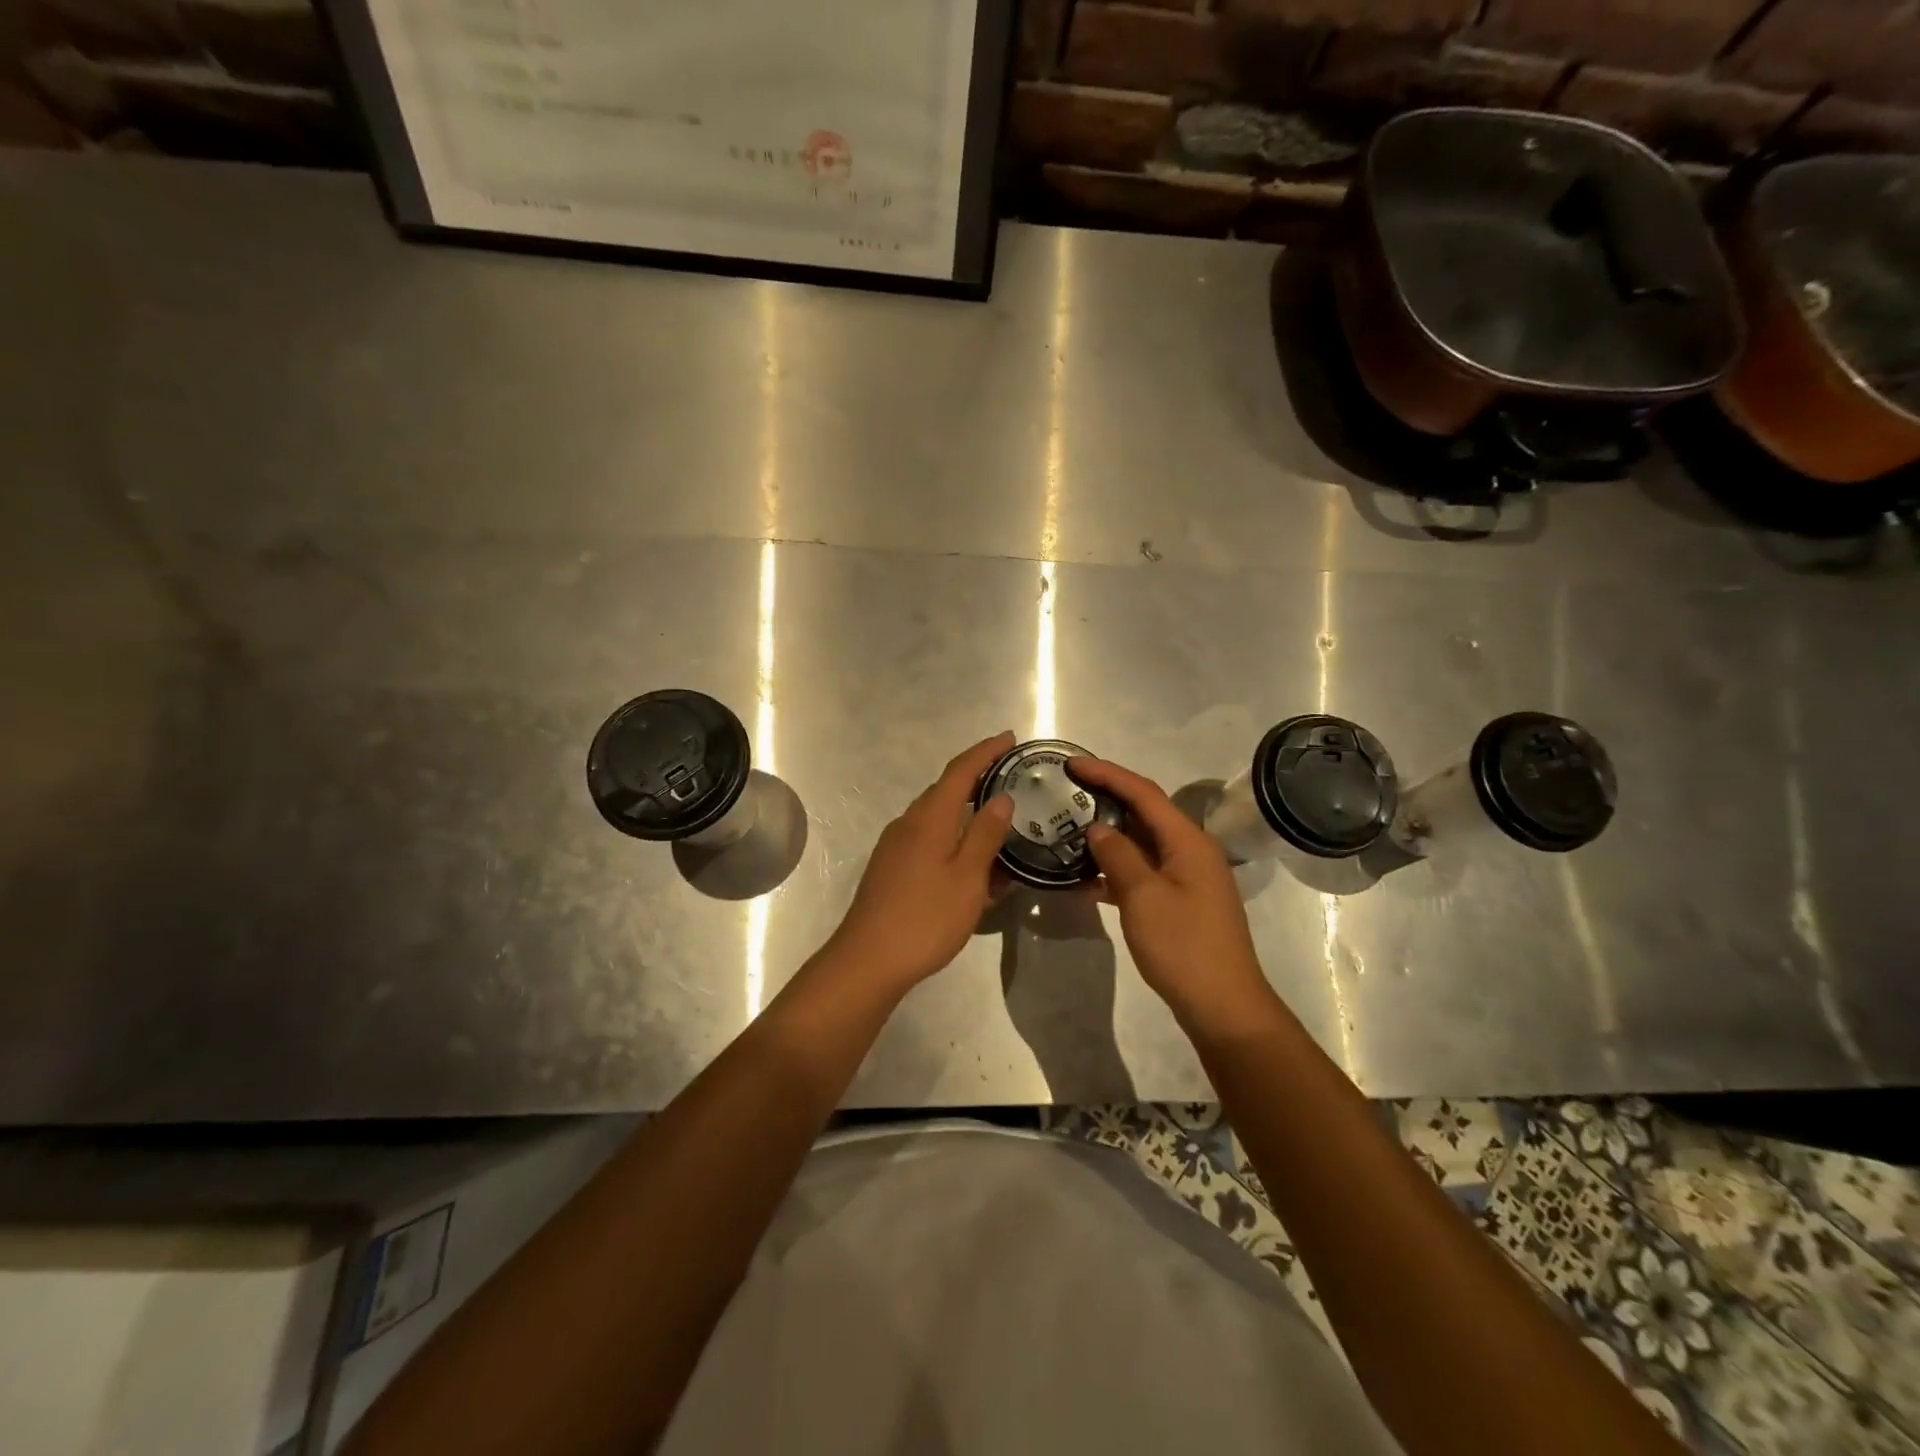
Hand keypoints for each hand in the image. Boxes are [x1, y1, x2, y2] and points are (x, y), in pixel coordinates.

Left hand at [822, 733, 1015, 995]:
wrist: (868, 961)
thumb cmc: (925, 917)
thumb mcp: (967, 877)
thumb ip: (985, 835)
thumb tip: (1001, 798)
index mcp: (929, 817)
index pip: (960, 770)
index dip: (985, 751)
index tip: (1010, 738)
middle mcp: (909, 823)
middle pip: (946, 790)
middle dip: (978, 780)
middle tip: (1012, 780)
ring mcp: (896, 846)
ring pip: (938, 818)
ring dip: (967, 814)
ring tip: (1000, 824)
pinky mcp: (891, 868)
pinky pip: (929, 840)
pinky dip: (954, 840)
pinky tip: (972, 863)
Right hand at [1068, 757, 1276, 1030]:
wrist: (1223, 1007)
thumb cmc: (1184, 947)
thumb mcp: (1143, 897)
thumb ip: (1118, 856)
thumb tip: (1097, 829)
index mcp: (1187, 840)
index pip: (1143, 792)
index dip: (1106, 773)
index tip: (1071, 763)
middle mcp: (1190, 850)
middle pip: (1144, 812)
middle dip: (1106, 798)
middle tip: (1066, 791)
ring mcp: (1186, 877)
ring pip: (1141, 843)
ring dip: (1108, 835)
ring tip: (1068, 827)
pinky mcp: (1179, 901)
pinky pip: (1143, 871)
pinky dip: (1115, 868)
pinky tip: (1085, 877)